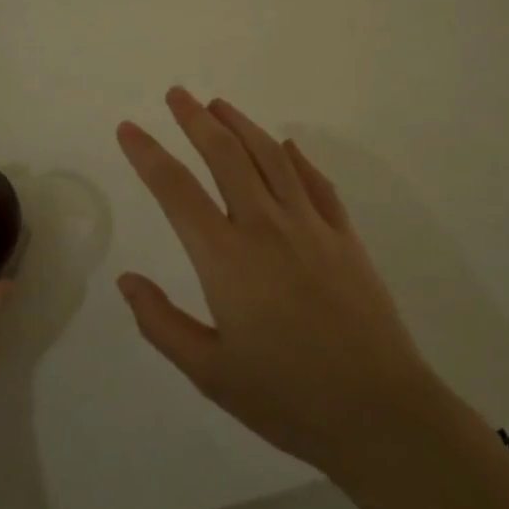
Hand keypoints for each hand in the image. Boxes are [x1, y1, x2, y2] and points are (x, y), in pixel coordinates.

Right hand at [115, 88, 444, 483]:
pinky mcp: (345, 237)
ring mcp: (311, 226)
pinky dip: (297, 158)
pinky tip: (286, 146)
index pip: (176, 189)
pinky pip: (316, 183)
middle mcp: (266, 226)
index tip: (128, 128)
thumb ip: (162, 323)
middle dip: (196, 119)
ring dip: (242, 125)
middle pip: (225, 155)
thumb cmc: (287, 398)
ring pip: (271, 157)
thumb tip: (127, 279)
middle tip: (177, 93)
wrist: (381, 414)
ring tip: (220, 105)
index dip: (147, 154)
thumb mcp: (210, 373)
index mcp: (226, 258)